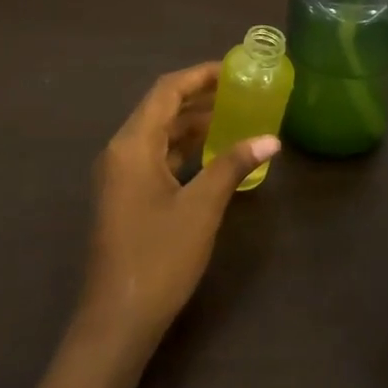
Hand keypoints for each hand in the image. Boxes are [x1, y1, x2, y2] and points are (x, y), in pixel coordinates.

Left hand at [81, 63, 279, 359]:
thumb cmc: (159, 257)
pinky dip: (182, 150)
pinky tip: (211, 155)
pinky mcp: (124, 198)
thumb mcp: (201, 207)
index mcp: (132, 145)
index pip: (166, 92)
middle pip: (159, 110)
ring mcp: (119, 177)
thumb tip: (271, 139)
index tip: (233, 68)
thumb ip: (233, 165)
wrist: (117, 318)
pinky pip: (154, 159)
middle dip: (198, 98)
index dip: (199, 76)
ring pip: (157, 136)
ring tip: (233, 116)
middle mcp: (120, 152)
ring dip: (191, 125)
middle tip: (240, 91)